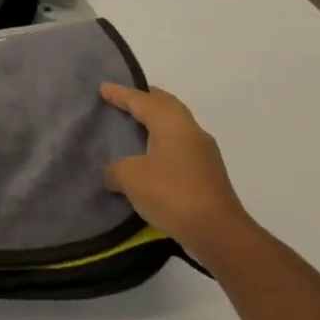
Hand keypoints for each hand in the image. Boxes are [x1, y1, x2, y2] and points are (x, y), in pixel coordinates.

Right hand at [99, 84, 250, 246]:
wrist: (216, 232)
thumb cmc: (171, 193)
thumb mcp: (130, 177)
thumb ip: (116, 169)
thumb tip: (114, 173)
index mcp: (173, 124)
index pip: (143, 101)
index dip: (121, 94)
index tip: (103, 88)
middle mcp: (191, 131)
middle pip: (166, 106)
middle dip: (145, 99)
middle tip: (123, 98)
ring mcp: (203, 153)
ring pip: (175, 126)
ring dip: (156, 122)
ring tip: (134, 124)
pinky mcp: (207, 174)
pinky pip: (179, 146)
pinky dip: (162, 143)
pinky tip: (149, 155)